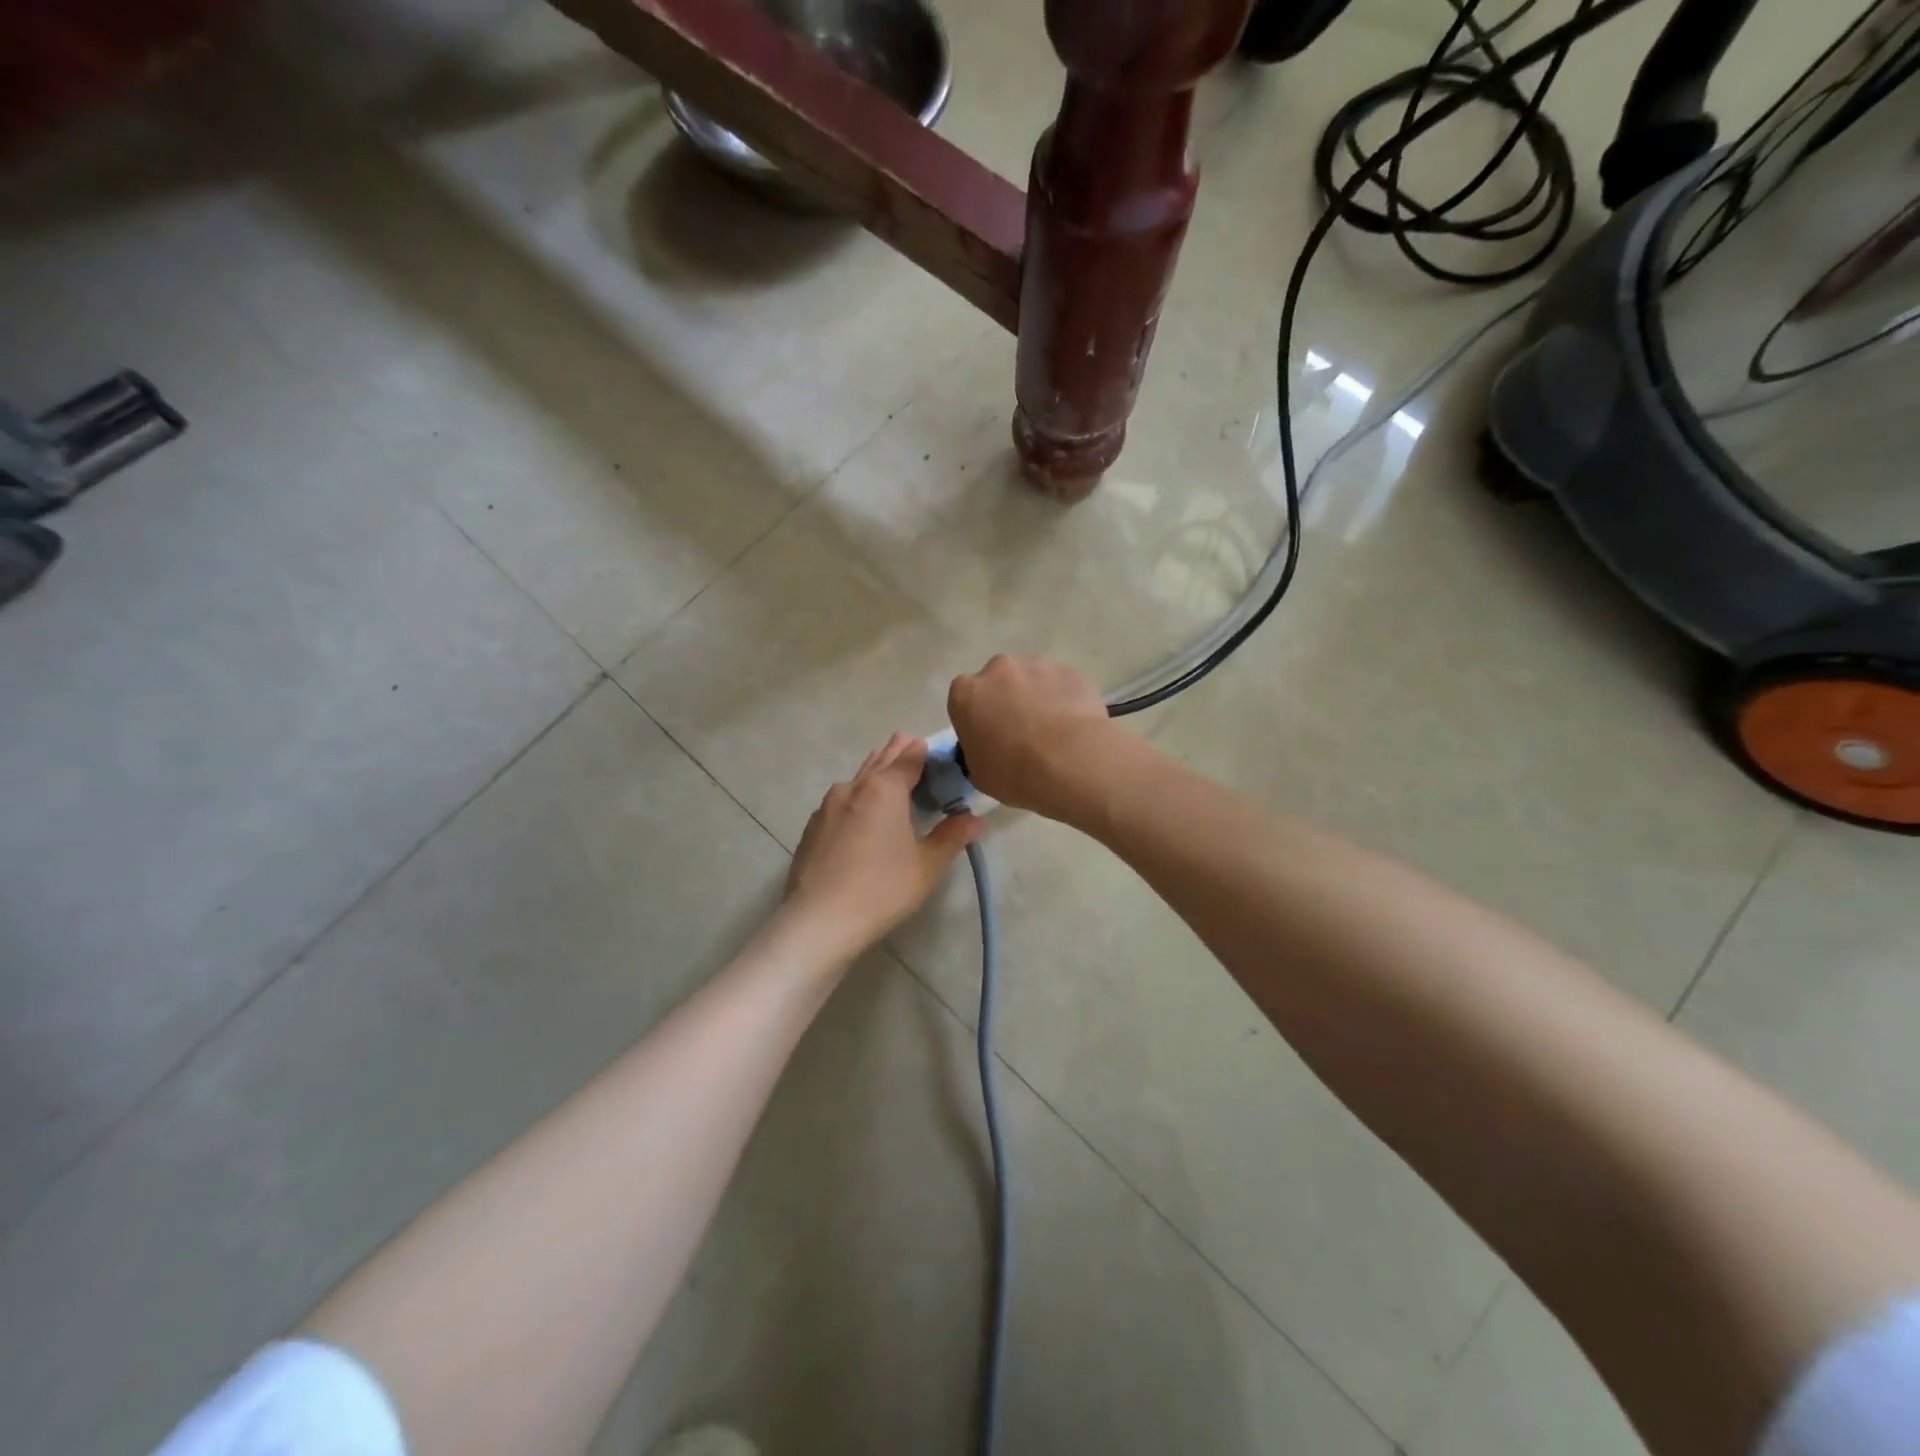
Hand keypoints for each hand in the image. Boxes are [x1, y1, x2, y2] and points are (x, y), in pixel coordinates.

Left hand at [782, 733, 983, 962]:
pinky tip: (860, 813)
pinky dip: (856, 797)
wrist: (819, 920)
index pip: (909, 757)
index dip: (923, 750)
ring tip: (887, 772)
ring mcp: (828, 806)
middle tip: (910, 743)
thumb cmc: (882, 889)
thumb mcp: (927, 866)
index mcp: (885, 788)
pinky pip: (841, 802)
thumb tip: (974, 819)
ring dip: (874, 773)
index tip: (934, 748)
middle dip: (897, 752)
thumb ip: (952, 837)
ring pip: (857, 780)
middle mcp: (854, 787)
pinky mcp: (813, 826)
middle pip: (880, 761)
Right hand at [946, 655, 1122, 825]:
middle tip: (1021, 733)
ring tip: (1053, 731)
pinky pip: (1060, 685)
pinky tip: (1074, 726)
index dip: (977, 719)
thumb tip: (988, 748)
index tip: (989, 738)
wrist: (1071, 762)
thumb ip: (976, 752)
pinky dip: (1063, 699)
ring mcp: (1036, 665)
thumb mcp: (979, 774)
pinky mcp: (1069, 671)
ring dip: (1036, 697)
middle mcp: (998, 669)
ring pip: (1031, 679)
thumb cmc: (1015, 773)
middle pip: (998, 682)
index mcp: (966, 694)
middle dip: (1006, 701)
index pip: (964, 700)